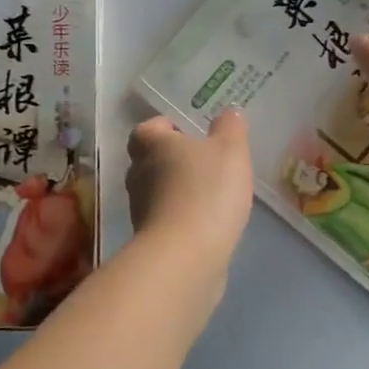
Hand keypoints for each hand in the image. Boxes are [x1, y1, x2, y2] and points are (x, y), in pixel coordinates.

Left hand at [126, 109, 254, 263]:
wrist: (186, 255)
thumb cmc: (207, 191)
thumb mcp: (231, 150)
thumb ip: (230, 127)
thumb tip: (228, 112)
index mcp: (151, 144)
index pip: (149, 127)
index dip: (168, 128)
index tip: (192, 134)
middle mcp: (137, 173)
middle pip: (151, 159)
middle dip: (174, 160)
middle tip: (206, 163)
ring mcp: (139, 208)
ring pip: (158, 190)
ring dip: (178, 190)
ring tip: (211, 194)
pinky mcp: (149, 238)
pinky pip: (166, 218)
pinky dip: (182, 217)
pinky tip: (208, 222)